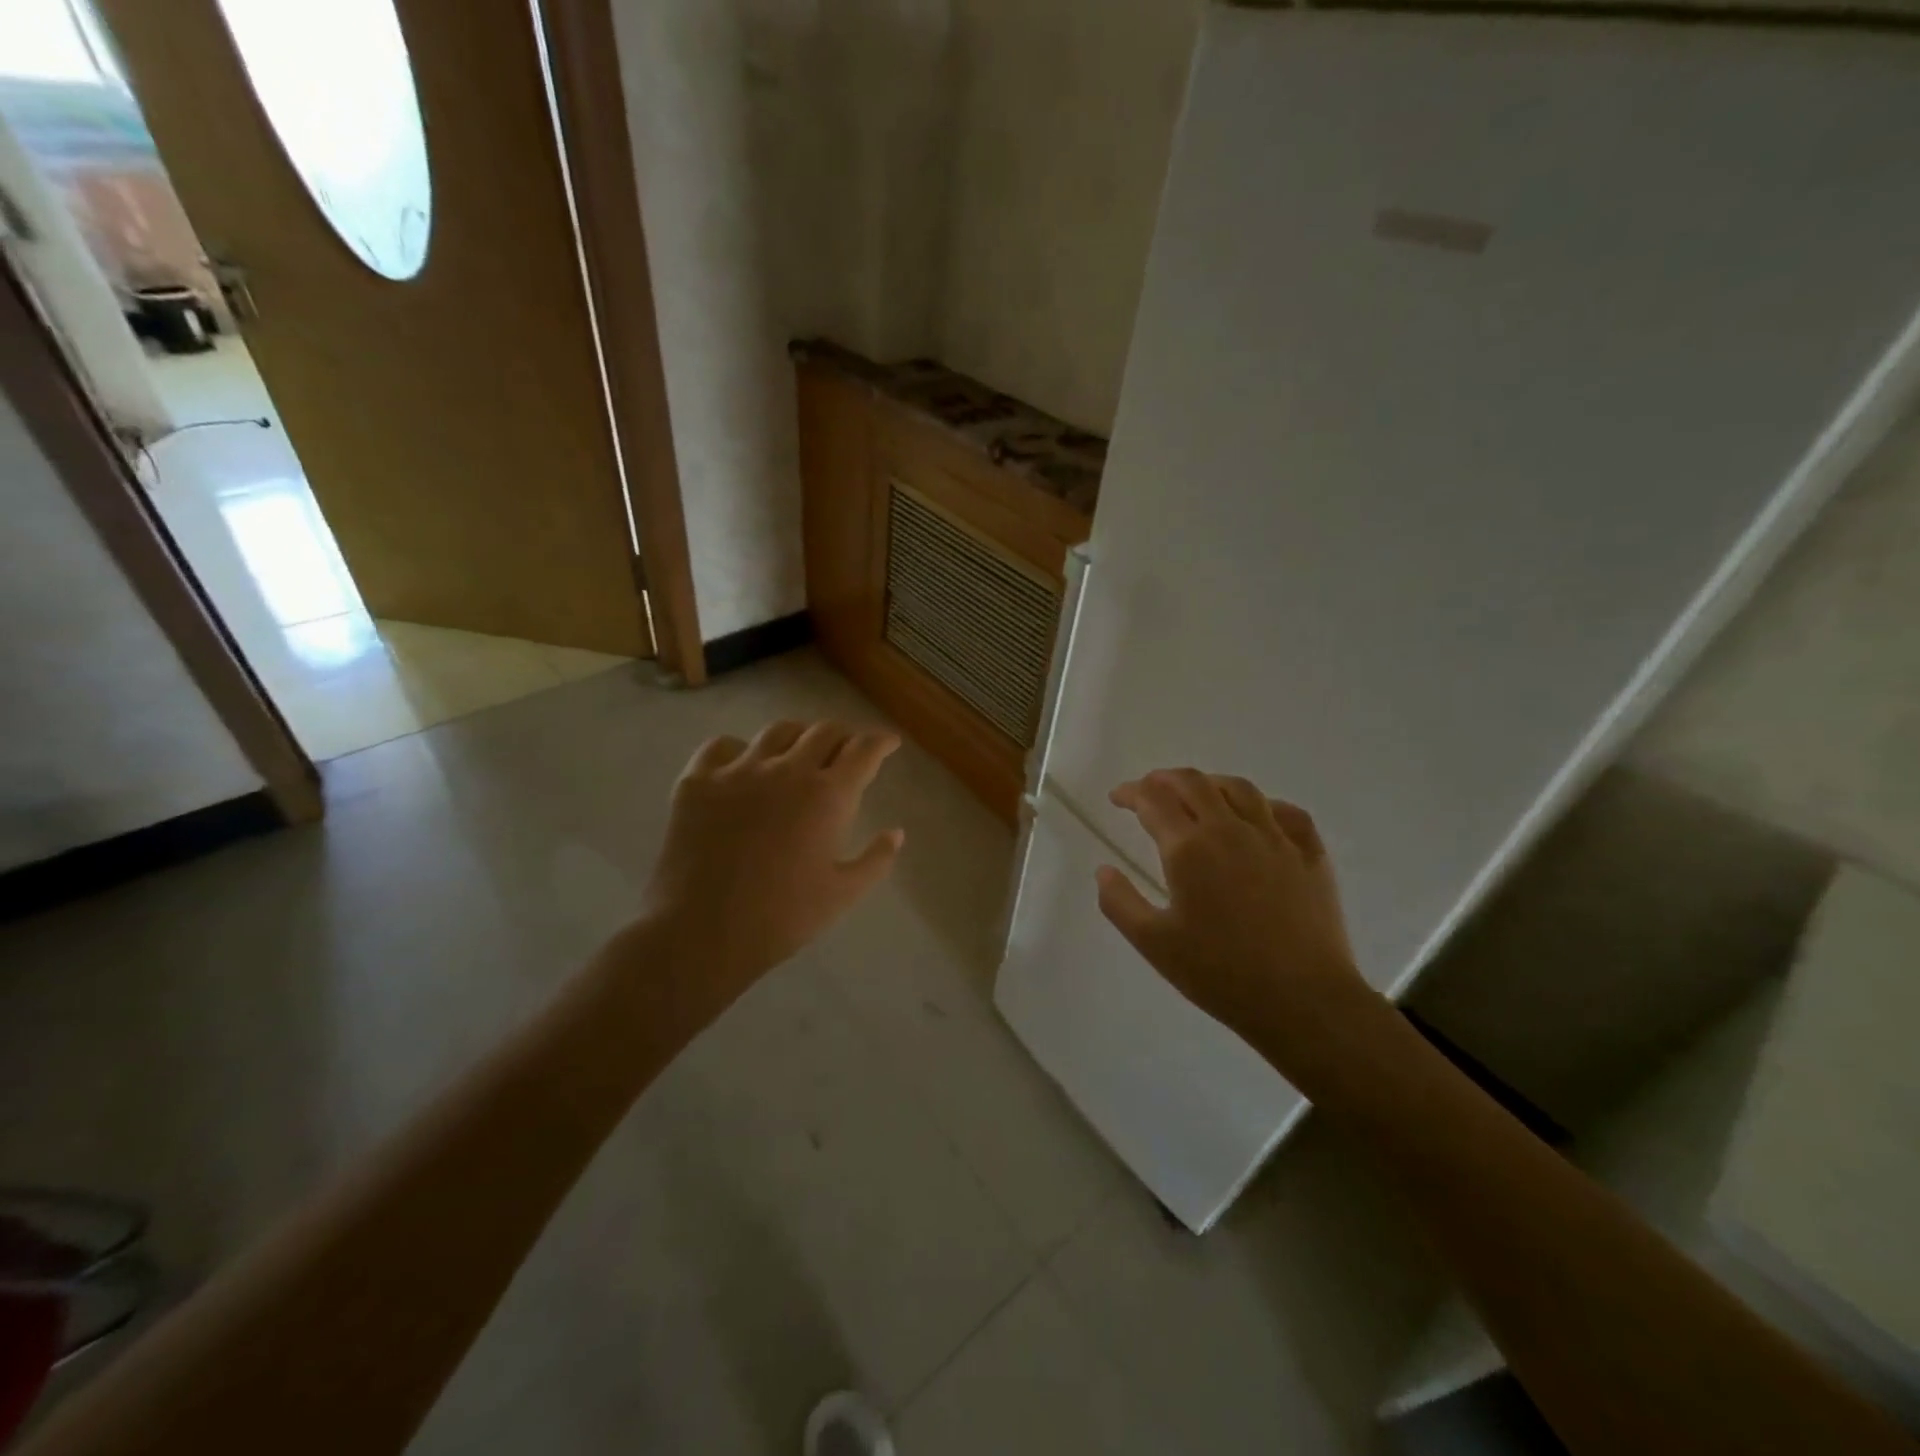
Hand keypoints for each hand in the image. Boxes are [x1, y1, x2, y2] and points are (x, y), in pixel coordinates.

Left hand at [631, 720, 904, 1016]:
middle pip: (823, 731)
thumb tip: (896, 833)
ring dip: (798, 737)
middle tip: (848, 751)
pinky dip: (740, 750)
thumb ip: (876, 860)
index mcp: (828, 795)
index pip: (864, 750)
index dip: (881, 741)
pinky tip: (743, 766)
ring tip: (799, 752)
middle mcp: (786, 770)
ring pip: (777, 732)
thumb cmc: (782, 918)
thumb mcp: (843, 894)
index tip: (889, 742)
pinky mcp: (697, 781)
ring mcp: (738, 771)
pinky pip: (721, 746)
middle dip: (843, 736)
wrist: (702, 934)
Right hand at [1096, 769, 1367, 1065]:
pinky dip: (1263, 804)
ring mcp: (1276, 838)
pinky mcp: (1311, 854)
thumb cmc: (1221, 973)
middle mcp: (1230, 830)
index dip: (1131, 792)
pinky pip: (1286, 812)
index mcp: (1188, 848)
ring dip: (1210, 784)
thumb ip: (1120, 903)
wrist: (1303, 1000)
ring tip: (1198, 794)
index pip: (1153, 800)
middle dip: (1165, 779)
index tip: (1118, 798)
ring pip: (1240, 789)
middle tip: (1150, 790)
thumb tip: (1104, 870)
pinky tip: (1257, 817)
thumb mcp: (1154, 944)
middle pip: (1194, 783)